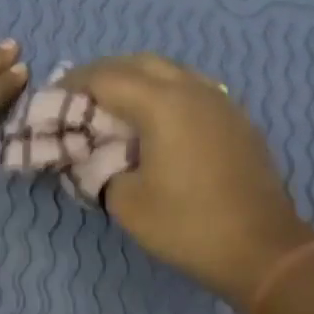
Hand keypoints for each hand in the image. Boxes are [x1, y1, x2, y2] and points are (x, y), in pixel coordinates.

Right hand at [63, 53, 313, 305]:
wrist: (261, 249)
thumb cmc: (187, 227)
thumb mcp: (127, 203)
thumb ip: (99, 171)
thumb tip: (92, 158)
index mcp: (162, 103)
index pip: (106, 77)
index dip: (73, 85)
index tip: (52, 100)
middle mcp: (193, 89)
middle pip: (139, 64)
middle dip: (104, 76)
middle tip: (80, 100)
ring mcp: (221, 102)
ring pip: (170, 74)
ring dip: (137, 83)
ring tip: (115, 110)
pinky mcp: (237, 121)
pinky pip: (192, 92)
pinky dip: (164, 97)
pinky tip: (156, 125)